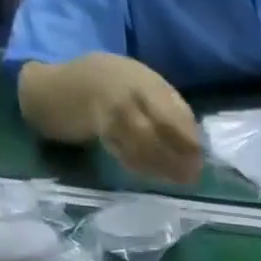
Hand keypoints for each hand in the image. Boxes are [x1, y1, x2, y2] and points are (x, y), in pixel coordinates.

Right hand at [90, 56, 204, 185]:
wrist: (60, 87)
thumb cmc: (110, 83)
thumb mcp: (141, 79)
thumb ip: (166, 102)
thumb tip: (194, 135)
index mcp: (142, 80)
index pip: (172, 111)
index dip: (188, 137)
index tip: (200, 154)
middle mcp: (126, 95)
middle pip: (158, 131)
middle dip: (178, 156)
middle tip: (193, 175)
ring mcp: (110, 115)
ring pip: (142, 146)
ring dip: (163, 166)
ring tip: (179, 180)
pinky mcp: (99, 133)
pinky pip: (125, 154)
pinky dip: (143, 167)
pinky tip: (156, 176)